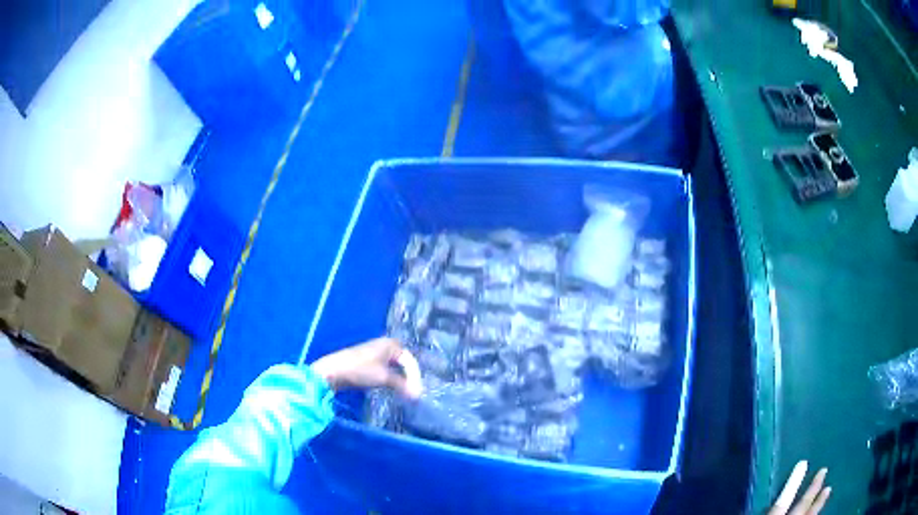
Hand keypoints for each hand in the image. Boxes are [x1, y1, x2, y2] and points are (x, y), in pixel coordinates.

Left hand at [311, 337, 421, 398]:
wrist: (333, 371)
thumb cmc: (360, 370)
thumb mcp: (384, 377)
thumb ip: (402, 385)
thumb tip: (417, 395)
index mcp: (391, 344)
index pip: (409, 361)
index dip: (415, 377)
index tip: (416, 392)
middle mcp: (385, 345)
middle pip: (403, 362)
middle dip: (409, 377)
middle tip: (413, 392)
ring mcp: (375, 353)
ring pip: (395, 367)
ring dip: (401, 379)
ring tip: (405, 392)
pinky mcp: (368, 362)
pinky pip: (386, 369)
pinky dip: (391, 378)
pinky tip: (392, 387)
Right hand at [768, 461, 830, 514]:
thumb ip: (766, 510)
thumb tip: (756, 501)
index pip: (782, 501)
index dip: (792, 482)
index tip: (803, 462)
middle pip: (802, 505)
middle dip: (813, 488)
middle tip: (824, 470)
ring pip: (812, 514)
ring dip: (820, 502)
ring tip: (828, 490)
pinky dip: (817, 512)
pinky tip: (821, 510)